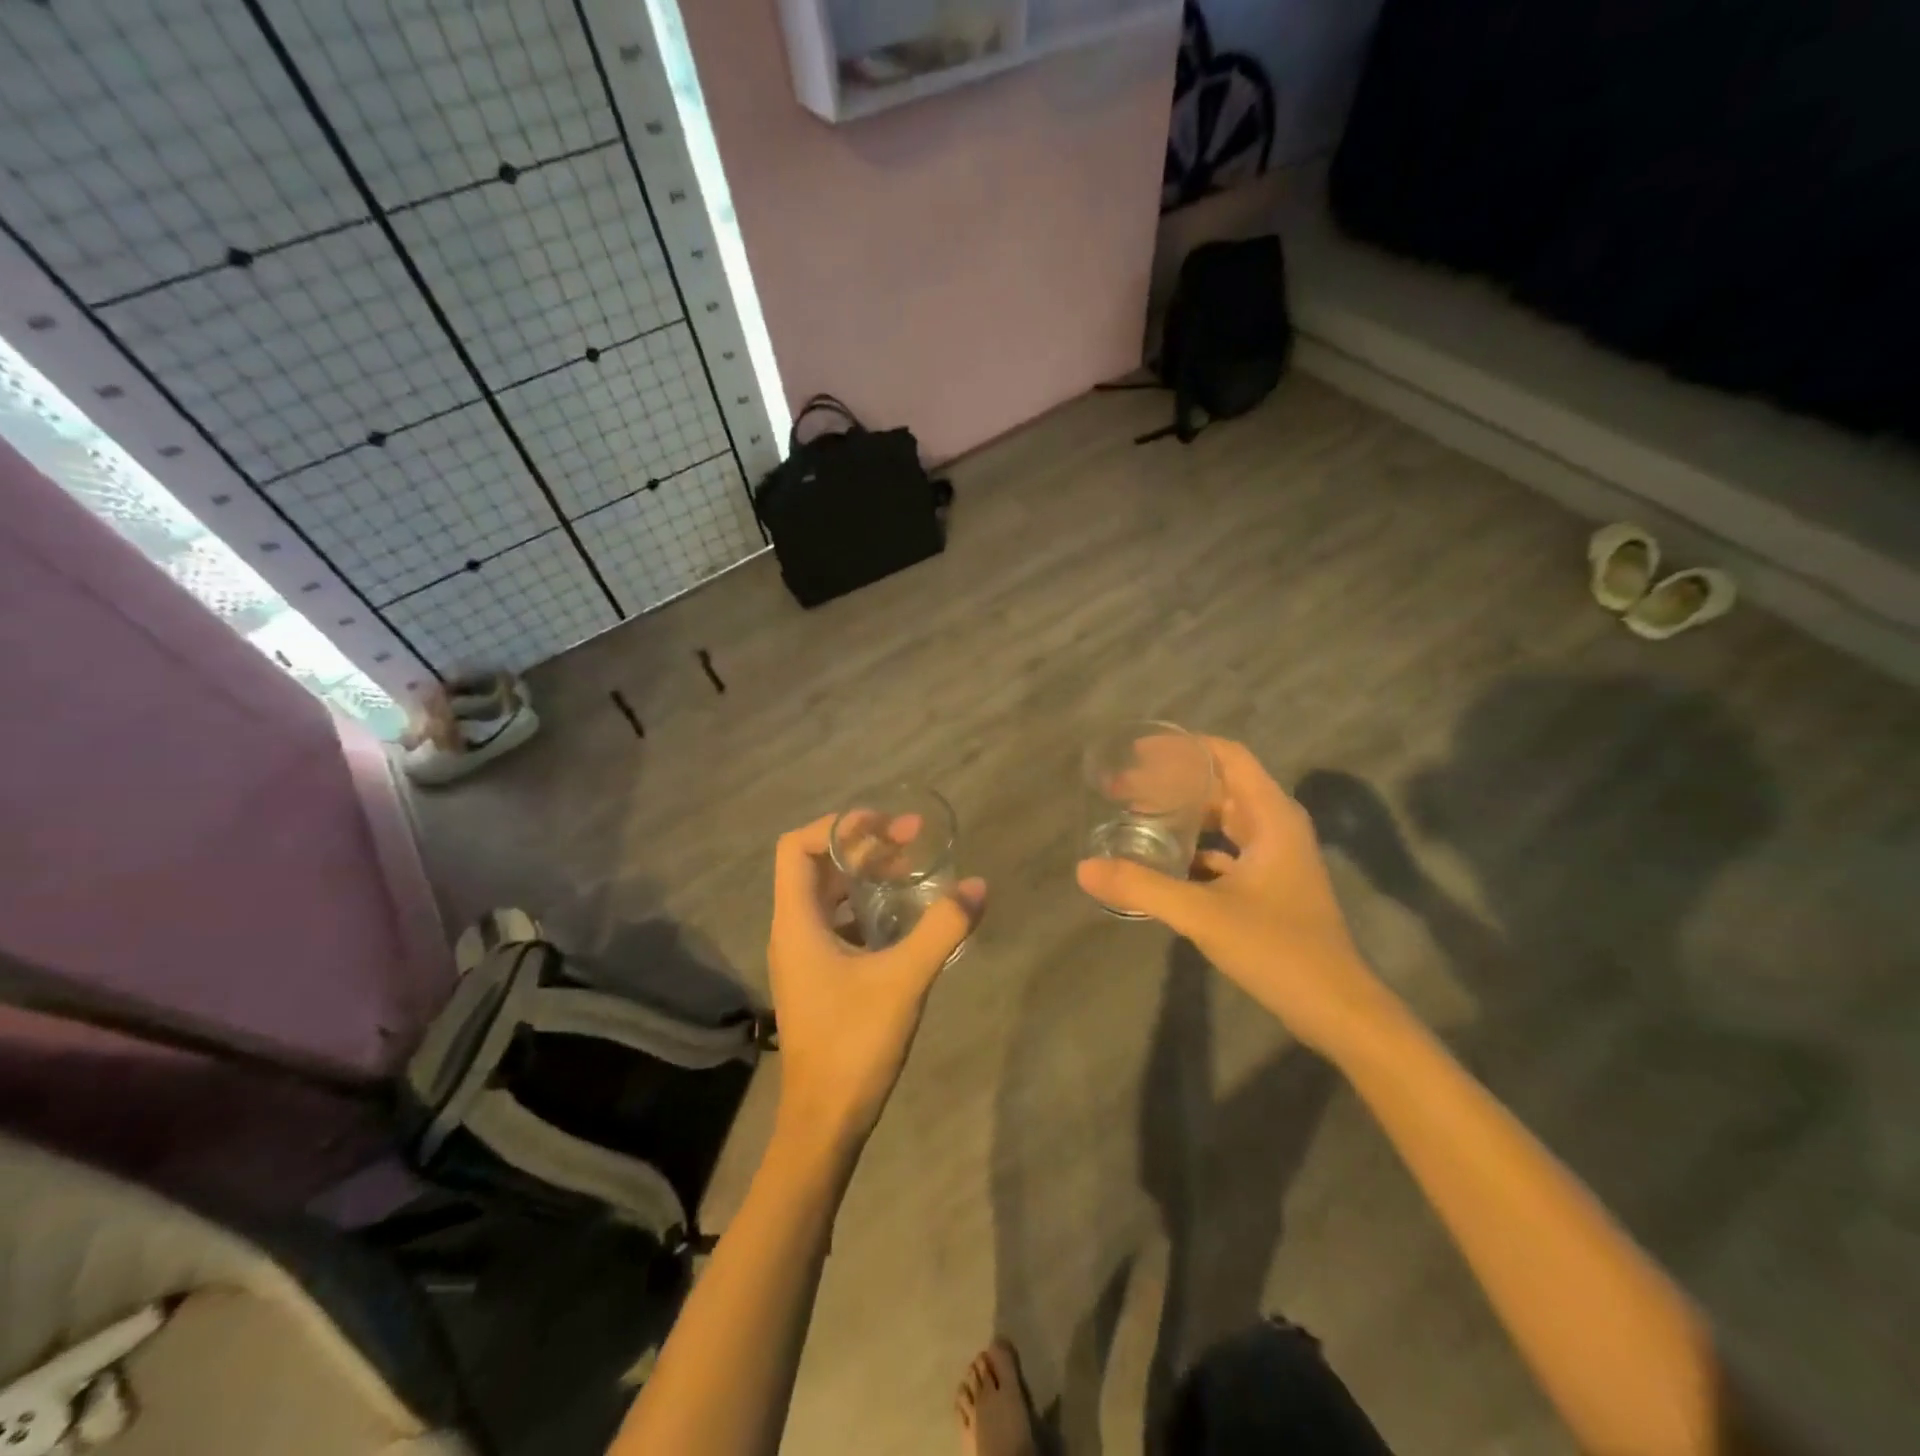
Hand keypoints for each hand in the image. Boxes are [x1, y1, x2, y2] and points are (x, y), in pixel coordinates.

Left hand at [767, 813, 985, 1152]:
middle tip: (912, 838)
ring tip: (913, 870)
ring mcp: (805, 956)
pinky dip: (868, 908)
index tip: (883, 825)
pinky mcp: (820, 977)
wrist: (824, 1123)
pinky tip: (905, 918)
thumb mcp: (903, 980)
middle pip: (819, 866)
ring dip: (867, 876)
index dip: (837, 826)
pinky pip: (840, 923)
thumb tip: (977, 886)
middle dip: (863, 845)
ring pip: (831, 896)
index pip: (798, 848)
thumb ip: (941, 929)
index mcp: (797, 922)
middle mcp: (793, 931)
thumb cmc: (853, 1045)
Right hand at [1076, 738, 1400, 1055]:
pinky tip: (1162, 859)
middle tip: (1123, 787)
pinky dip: (1194, 848)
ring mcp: (1275, 858)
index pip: (1228, 757)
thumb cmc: (1279, 949)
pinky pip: (1225, 851)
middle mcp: (1276, 827)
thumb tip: (1084, 869)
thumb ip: (1143, 888)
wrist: (1336, 1009)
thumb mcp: (1204, 914)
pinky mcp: (1269, 886)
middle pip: (1221, 785)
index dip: (1184, 748)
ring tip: (1136, 815)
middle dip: (1173, 781)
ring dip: (1183, 814)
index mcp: (1272, 816)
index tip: (1138, 752)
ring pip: (1223, 819)